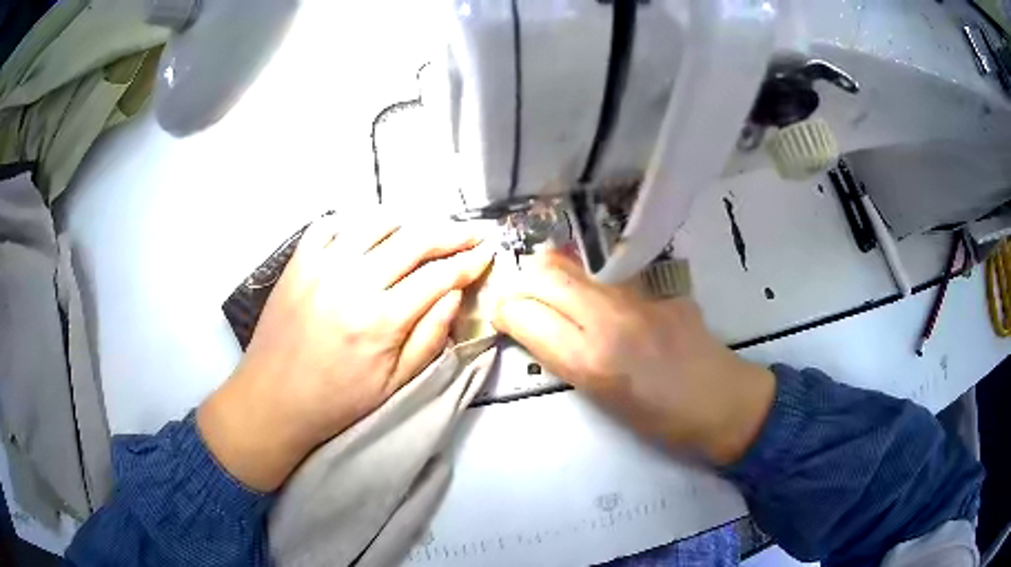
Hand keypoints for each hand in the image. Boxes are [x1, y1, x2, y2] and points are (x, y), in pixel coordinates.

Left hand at [198, 215, 493, 490]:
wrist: (274, 398)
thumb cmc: (337, 400)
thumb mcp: (394, 384)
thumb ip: (430, 336)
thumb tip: (455, 294)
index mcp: (380, 320)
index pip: (438, 277)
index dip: (468, 262)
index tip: (486, 252)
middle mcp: (352, 281)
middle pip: (414, 240)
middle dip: (450, 232)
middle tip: (471, 232)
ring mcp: (321, 265)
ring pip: (376, 222)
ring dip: (408, 222)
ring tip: (424, 231)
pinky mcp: (298, 261)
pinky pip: (331, 223)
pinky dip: (356, 221)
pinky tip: (369, 234)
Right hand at [492, 252, 774, 464]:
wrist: (720, 401)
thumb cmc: (658, 417)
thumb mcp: (599, 398)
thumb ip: (563, 356)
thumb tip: (533, 325)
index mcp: (591, 361)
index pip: (524, 314)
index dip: (503, 310)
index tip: (502, 315)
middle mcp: (609, 319)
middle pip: (544, 275)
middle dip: (522, 283)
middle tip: (523, 299)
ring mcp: (637, 295)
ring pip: (573, 263)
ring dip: (551, 273)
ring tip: (553, 290)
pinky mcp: (659, 284)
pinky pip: (608, 270)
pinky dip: (587, 275)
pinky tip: (596, 290)